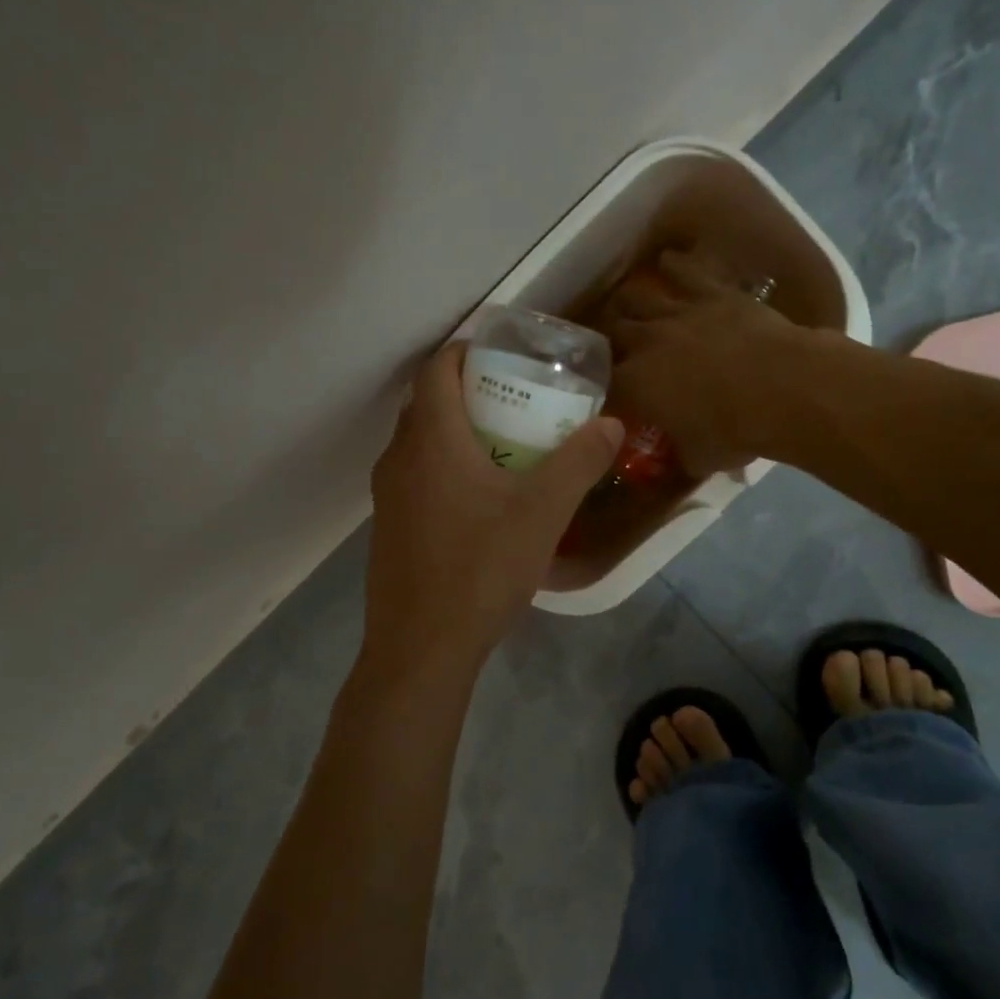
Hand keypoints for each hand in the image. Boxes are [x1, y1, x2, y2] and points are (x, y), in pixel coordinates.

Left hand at [363, 343, 623, 676]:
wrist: (421, 647)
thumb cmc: (481, 567)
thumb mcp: (543, 512)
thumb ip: (579, 462)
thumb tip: (611, 424)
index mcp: (430, 438)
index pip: (437, 367)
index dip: (467, 351)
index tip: (505, 356)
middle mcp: (398, 457)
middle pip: (428, 403)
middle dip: (469, 391)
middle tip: (516, 401)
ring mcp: (387, 496)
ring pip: (420, 443)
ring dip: (457, 433)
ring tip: (505, 448)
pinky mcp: (389, 528)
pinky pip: (416, 478)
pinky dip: (445, 468)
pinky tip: (481, 501)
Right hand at [600, 249, 800, 476]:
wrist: (786, 388)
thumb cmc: (738, 431)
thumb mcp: (701, 458)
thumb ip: (682, 454)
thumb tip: (682, 458)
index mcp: (636, 385)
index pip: (604, 384)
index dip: (601, 389)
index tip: (605, 395)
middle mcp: (647, 343)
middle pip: (612, 334)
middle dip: (608, 341)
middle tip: (613, 348)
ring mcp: (678, 312)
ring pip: (637, 298)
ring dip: (629, 303)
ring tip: (626, 305)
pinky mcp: (712, 293)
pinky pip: (684, 272)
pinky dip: (673, 266)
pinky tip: (667, 261)